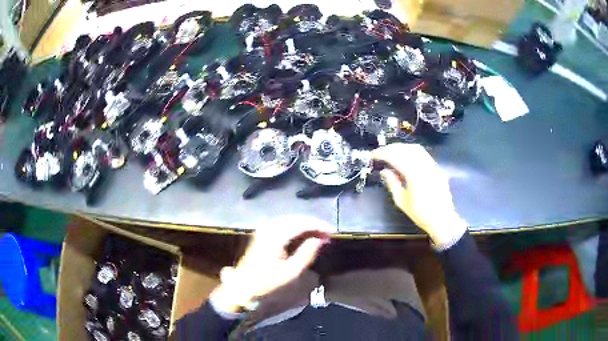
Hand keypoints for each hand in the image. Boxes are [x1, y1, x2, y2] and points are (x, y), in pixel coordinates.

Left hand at [210, 216, 330, 312]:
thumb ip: (306, 254)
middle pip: (295, 219)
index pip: (301, 223)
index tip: (332, 231)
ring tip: (319, 235)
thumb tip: (320, 239)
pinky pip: (283, 225)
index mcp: (275, 236)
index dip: (318, 225)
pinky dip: (296, 228)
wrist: (243, 286)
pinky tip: (304, 236)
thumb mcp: (291, 272)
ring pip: (290, 221)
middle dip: (313, 224)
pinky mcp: (263, 234)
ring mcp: (264, 230)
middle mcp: (269, 228)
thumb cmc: (267, 282)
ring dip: (305, 226)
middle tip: (328, 233)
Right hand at [373, 143, 466, 246]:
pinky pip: (423, 154)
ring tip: (391, 152)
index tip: (374, 154)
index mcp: (415, 176)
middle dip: (392, 148)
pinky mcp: (437, 168)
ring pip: (416, 149)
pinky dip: (412, 152)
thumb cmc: (420, 214)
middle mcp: (425, 167)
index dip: (383, 153)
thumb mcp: (402, 201)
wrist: (442, 219)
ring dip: (402, 148)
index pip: (396, 157)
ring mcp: (433, 166)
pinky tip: (406, 157)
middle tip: (381, 152)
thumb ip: (392, 183)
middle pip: (406, 149)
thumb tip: (384, 171)